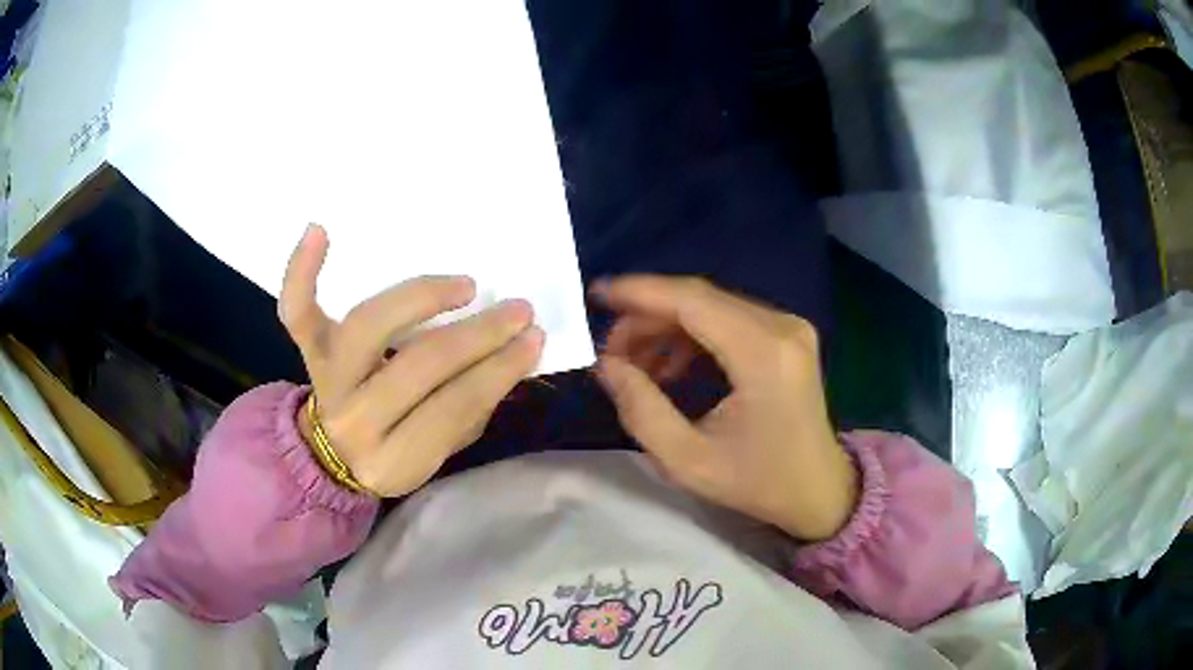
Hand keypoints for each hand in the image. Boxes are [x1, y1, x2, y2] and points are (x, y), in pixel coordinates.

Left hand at [279, 224, 544, 496]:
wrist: (332, 454)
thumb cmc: (395, 450)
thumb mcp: (441, 451)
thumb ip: (471, 409)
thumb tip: (512, 353)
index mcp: (391, 460)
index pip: (451, 410)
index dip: (497, 372)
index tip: (533, 339)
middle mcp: (352, 420)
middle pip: (416, 366)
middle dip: (476, 336)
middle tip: (517, 311)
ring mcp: (325, 378)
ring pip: (367, 326)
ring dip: (419, 298)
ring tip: (463, 286)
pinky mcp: (308, 350)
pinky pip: (296, 309)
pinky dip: (301, 270)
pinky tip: (320, 231)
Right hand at [593, 276, 856, 541]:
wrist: (818, 489)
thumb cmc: (758, 483)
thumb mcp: (689, 461)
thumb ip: (641, 410)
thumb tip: (606, 365)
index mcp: (764, 355)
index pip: (692, 301)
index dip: (639, 293)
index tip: (596, 293)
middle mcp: (781, 327)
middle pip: (700, 299)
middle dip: (647, 317)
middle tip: (611, 352)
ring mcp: (789, 327)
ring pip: (711, 307)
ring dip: (667, 327)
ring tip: (635, 366)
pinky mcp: (787, 335)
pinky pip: (728, 319)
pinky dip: (692, 335)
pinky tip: (670, 368)